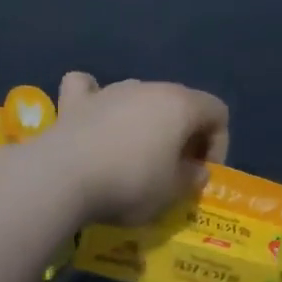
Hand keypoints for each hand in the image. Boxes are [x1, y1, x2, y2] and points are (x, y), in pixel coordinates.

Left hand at [46, 72, 229, 225]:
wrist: (62, 178)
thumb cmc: (130, 184)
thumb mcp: (173, 193)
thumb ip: (192, 178)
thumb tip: (196, 170)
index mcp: (181, 105)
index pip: (217, 112)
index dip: (218, 143)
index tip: (201, 173)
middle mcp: (148, 88)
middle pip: (180, 103)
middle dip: (184, 134)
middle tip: (175, 169)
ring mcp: (109, 91)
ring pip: (139, 96)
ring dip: (145, 121)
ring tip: (136, 155)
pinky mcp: (75, 101)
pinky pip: (89, 89)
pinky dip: (95, 100)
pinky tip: (94, 116)